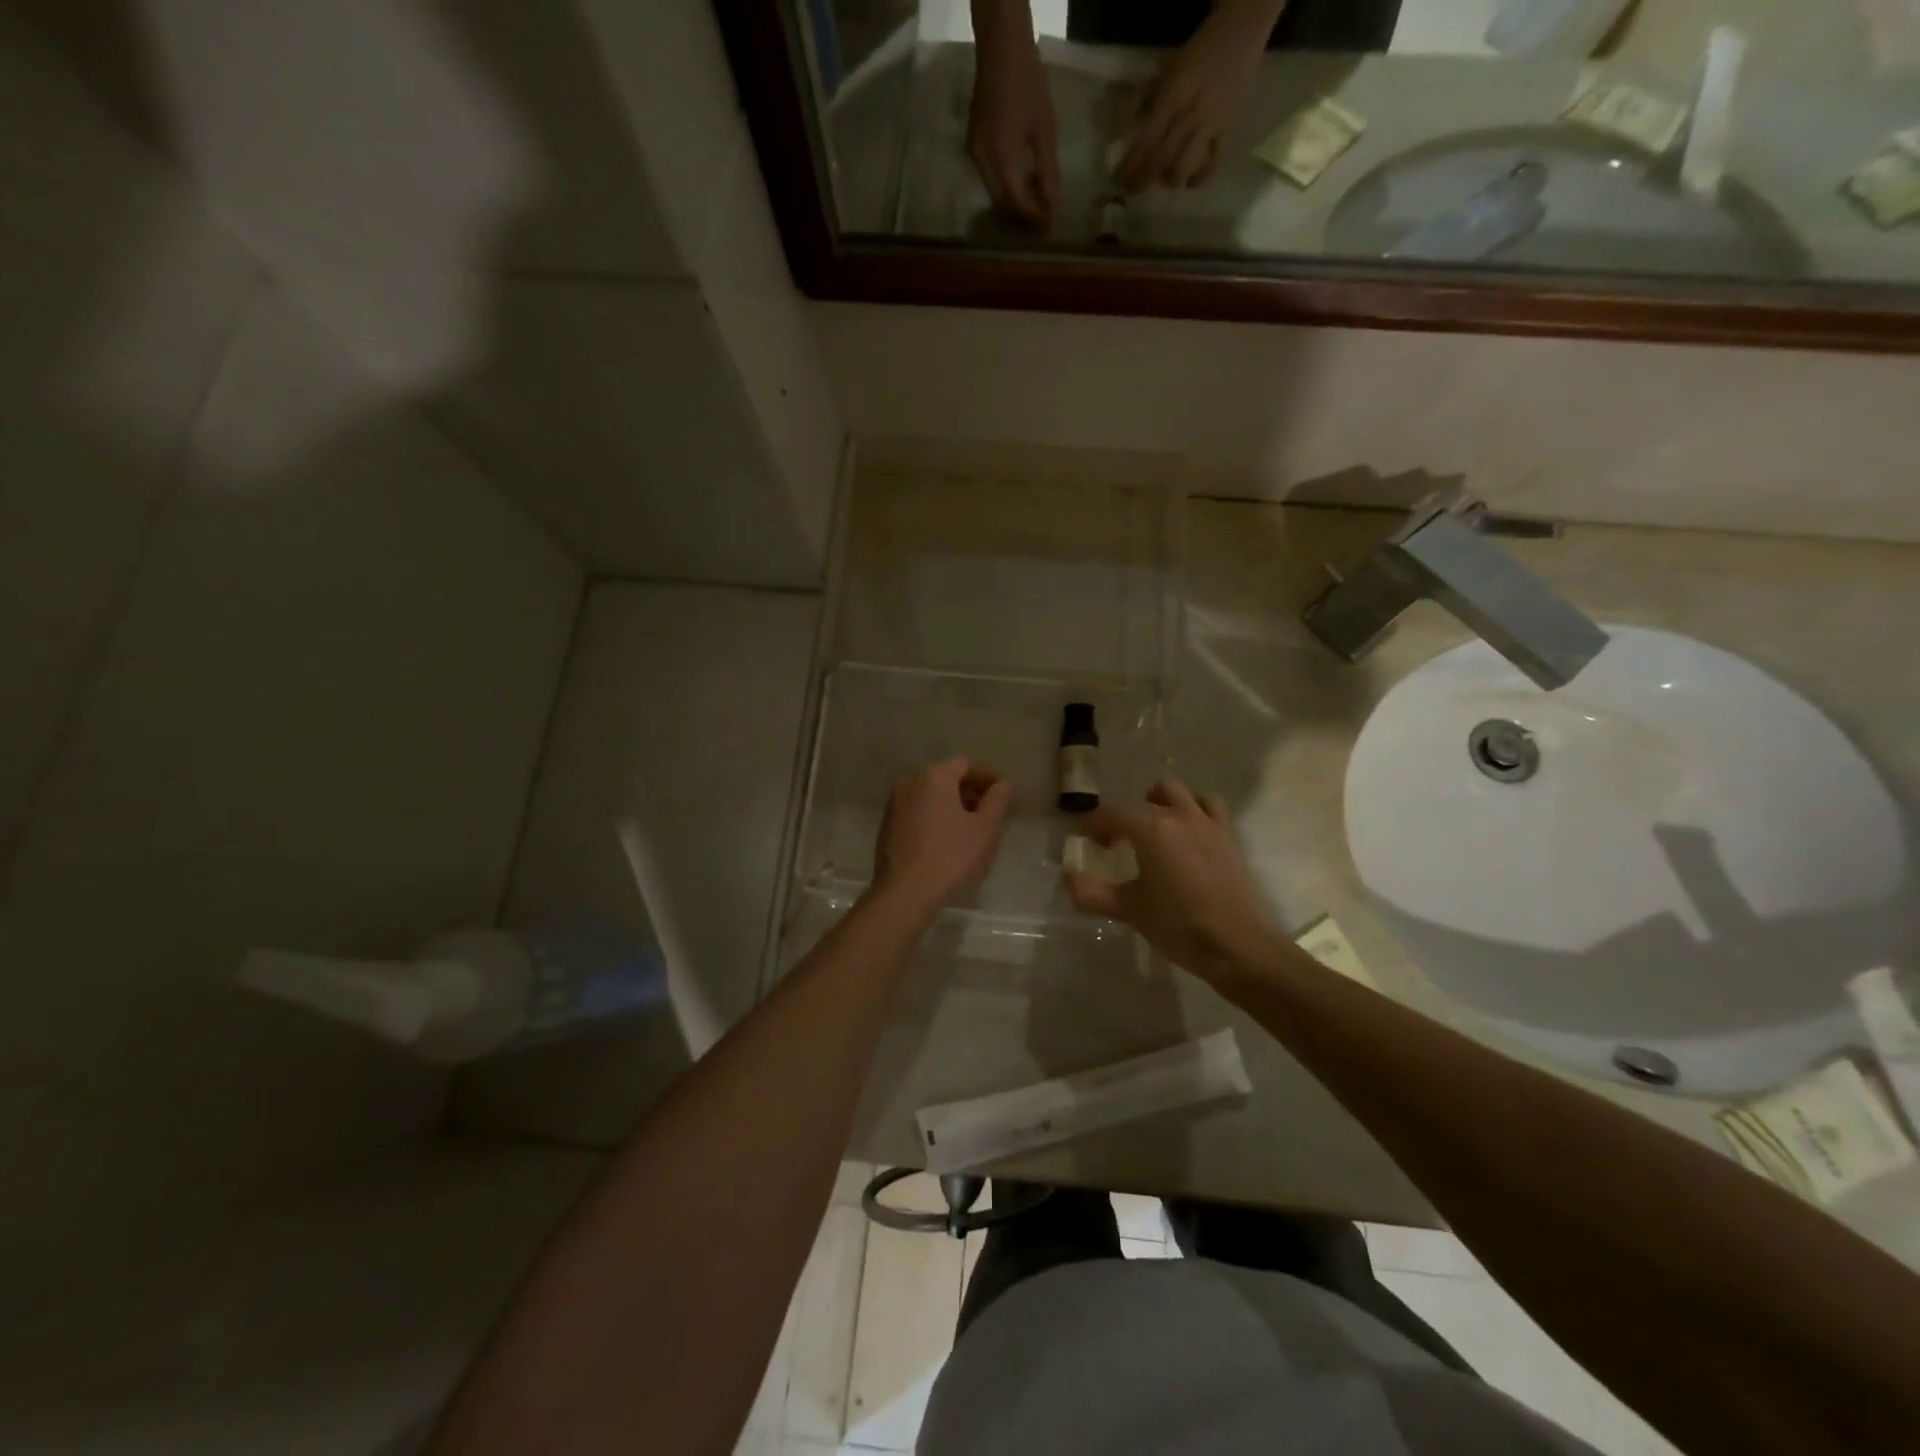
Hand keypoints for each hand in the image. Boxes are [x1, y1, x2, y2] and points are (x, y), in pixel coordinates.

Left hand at [873, 757, 1011, 913]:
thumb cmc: (950, 856)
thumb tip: (1001, 785)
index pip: (966, 764)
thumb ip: (997, 800)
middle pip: (946, 778)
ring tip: (971, 827)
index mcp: (933, 776)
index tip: (1004, 793)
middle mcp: (909, 782)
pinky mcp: (887, 825)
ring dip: (952, 804)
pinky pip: (918, 811)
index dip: (988, 776)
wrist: (905, 892)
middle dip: (970, 791)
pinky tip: (947, 839)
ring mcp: (894, 804)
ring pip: (930, 795)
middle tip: (990, 811)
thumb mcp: (985, 828)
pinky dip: (935, 816)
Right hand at [967, 27, 1060, 226]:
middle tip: (1043, 220)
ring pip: (994, 194)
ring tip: (1035, 204)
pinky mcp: (973, 147)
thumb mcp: (1045, 130)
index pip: (1016, 202)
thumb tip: (1053, 205)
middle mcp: (982, 163)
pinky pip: (989, 179)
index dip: (1032, 217)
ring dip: (1014, 203)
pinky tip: (1021, 183)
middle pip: (1002, 204)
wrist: (1001, 48)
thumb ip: (1048, 172)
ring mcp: (974, 155)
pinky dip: (1005, 187)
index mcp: (1000, 157)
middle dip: (1022, 216)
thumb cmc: (1028, 84)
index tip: (1049, 225)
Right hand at [1065, 779, 1278, 987]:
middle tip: (1116, 842)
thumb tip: (1069, 880)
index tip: (1086, 841)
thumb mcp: (1129, 910)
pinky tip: (1187, 836)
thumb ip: (1092, 893)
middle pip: (1142, 800)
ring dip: (1159, 804)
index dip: (1094, 823)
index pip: (1112, 811)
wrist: (1238, 946)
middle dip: (1124, 816)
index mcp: (1150, 829)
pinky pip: (1208, 807)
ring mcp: (1207, 824)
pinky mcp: (1228, 838)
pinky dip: (1193, 811)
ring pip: (1177, 793)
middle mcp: (1179, 816)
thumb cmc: (1179, 926)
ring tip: (1152, 831)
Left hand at [1114, 3, 1271, 192]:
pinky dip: (1197, 179)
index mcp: (1174, 94)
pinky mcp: (1226, 131)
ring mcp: (1211, 125)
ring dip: (1166, 180)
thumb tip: (1121, 137)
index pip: (1146, 138)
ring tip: (1159, 181)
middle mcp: (1191, 113)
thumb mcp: (1165, 70)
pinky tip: (1188, 182)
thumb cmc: (1197, 51)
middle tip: (1130, 190)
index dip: (1130, 163)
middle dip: (1142, 179)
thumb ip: (1144, 102)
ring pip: (1183, 167)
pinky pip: (1212, 165)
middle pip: (1160, 158)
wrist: (1242, 31)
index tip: (1117, 179)